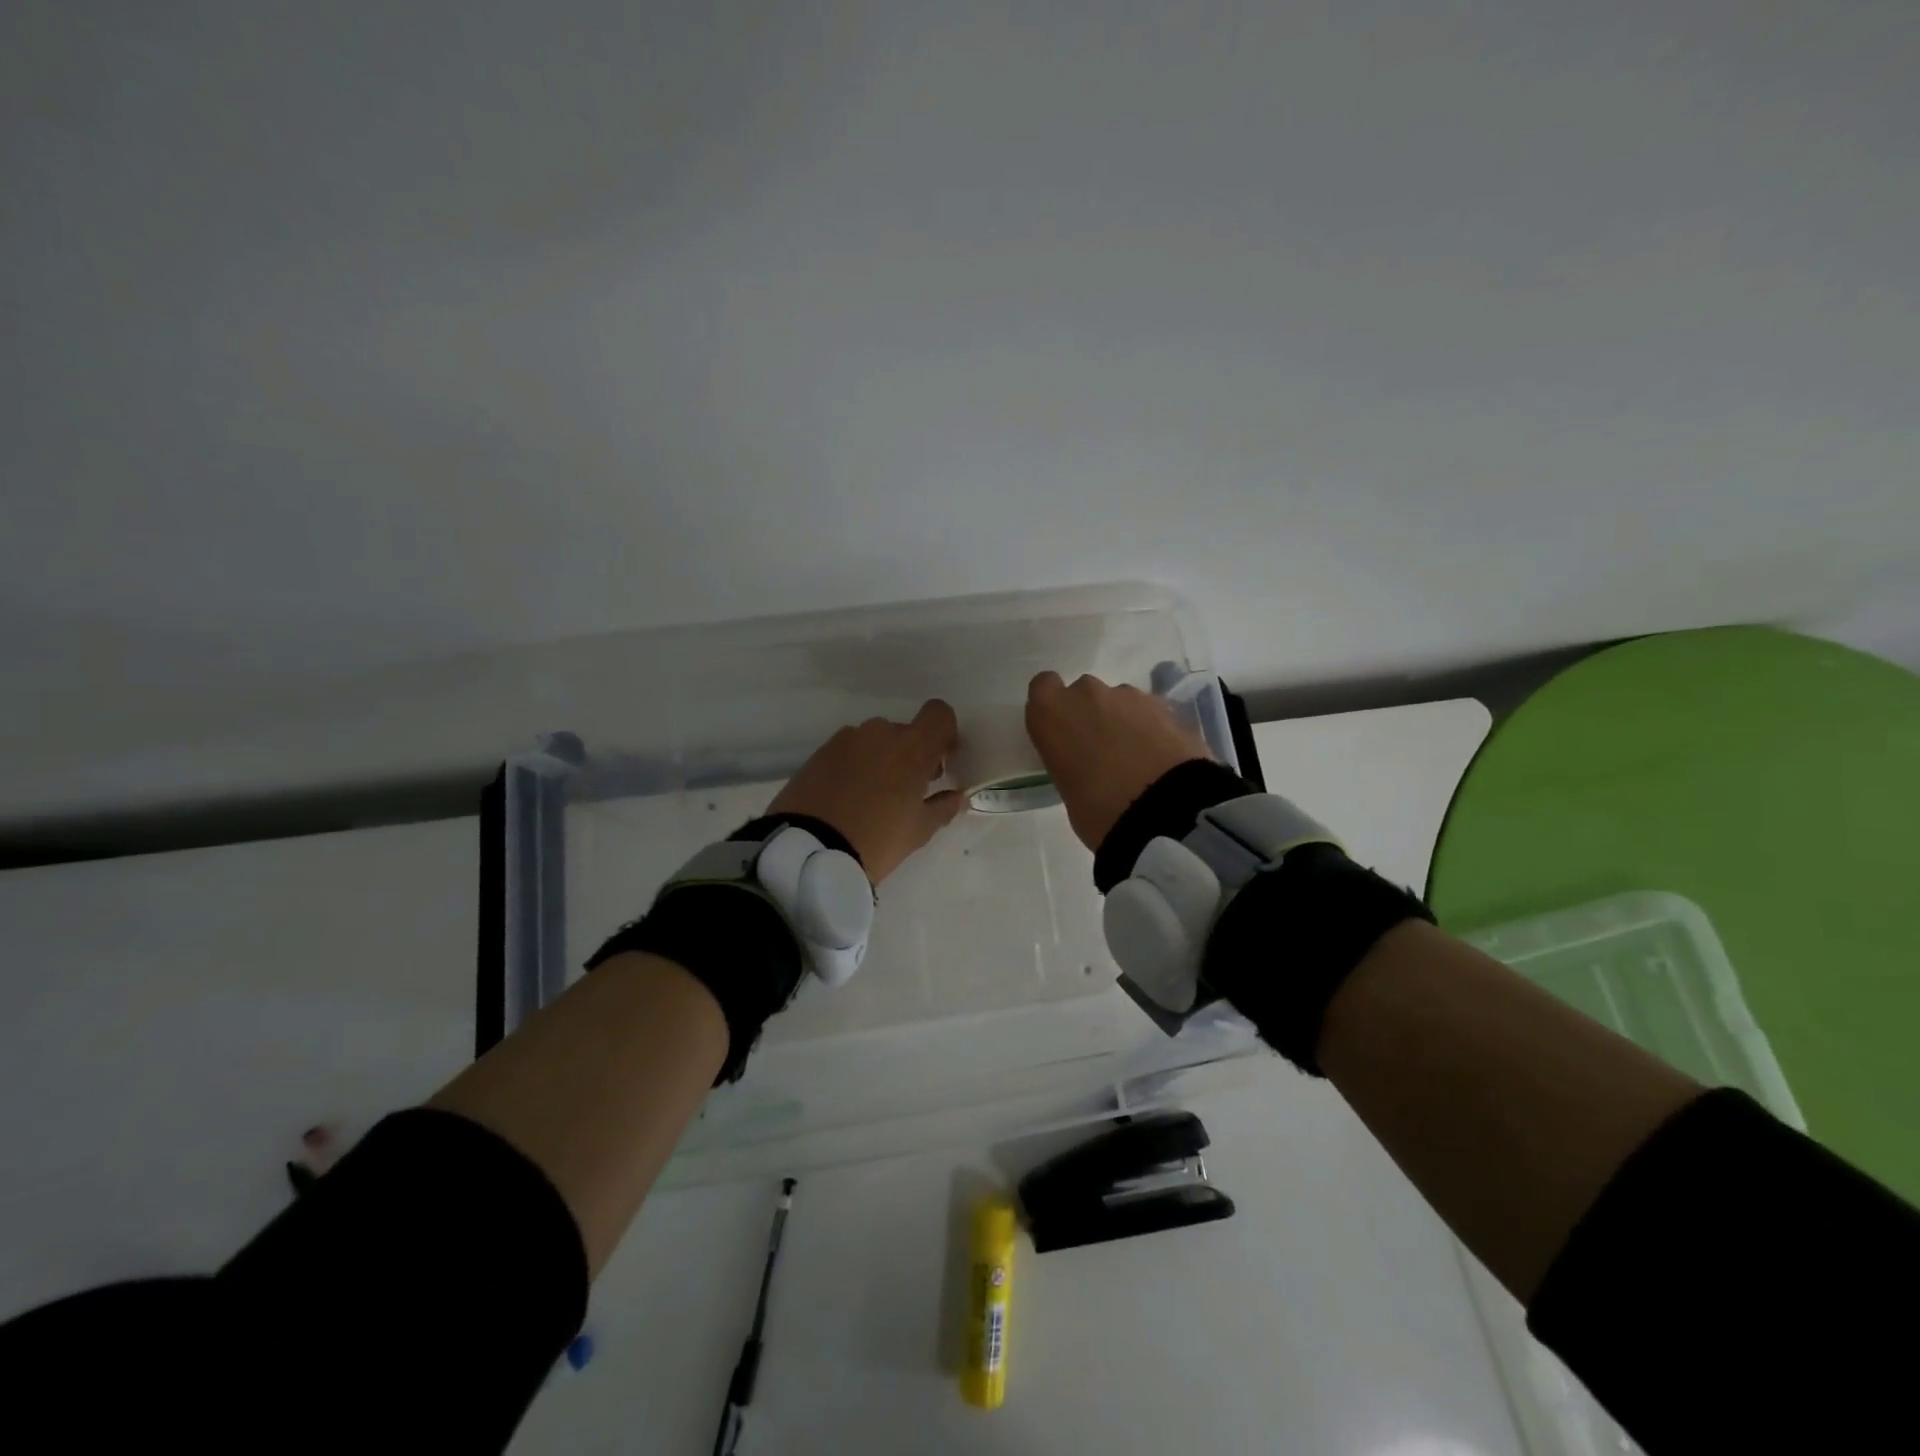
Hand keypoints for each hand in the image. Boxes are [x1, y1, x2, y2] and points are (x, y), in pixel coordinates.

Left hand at [767, 699, 965, 883]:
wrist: (808, 849)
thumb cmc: (877, 838)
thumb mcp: (919, 830)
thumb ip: (943, 807)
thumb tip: (957, 796)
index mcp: (911, 746)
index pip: (939, 714)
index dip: (945, 733)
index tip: (940, 762)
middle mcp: (879, 733)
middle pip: (905, 732)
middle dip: (910, 755)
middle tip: (907, 791)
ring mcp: (845, 740)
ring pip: (874, 742)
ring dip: (880, 760)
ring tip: (872, 798)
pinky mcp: (818, 753)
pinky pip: (848, 753)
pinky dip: (854, 767)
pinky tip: (847, 799)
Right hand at [1025, 673, 1211, 851]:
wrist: (1165, 811)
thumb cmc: (1099, 811)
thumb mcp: (1069, 792)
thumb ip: (1072, 765)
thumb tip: (1087, 768)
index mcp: (1052, 714)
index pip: (1043, 687)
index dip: (1054, 707)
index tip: (1062, 731)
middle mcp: (1086, 694)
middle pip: (1084, 693)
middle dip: (1090, 714)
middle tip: (1100, 750)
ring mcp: (1129, 696)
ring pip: (1119, 701)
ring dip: (1122, 721)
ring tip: (1136, 758)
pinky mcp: (1166, 706)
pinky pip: (1149, 713)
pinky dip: (1151, 729)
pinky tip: (1159, 758)